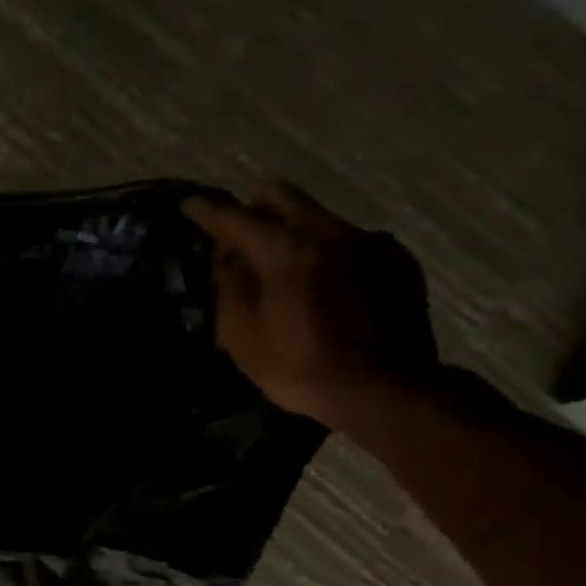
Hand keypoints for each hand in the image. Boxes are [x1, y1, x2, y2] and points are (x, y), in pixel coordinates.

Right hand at [183, 179, 439, 428]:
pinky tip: (328, 287)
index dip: (207, 211)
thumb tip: (227, 258)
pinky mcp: (396, 260)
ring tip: (286, 269)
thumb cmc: (301, 367)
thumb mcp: (242, 337)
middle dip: (255, 208)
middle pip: (283, 195)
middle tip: (240, 237)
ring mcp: (369, 243)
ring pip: (319, 217)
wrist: (385, 390)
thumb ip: (230, 288)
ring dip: (294, 234)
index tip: (189, 204)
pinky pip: (352, 241)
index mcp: (285, 250)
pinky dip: (329, 254)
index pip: (234, 218)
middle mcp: (329, 233)